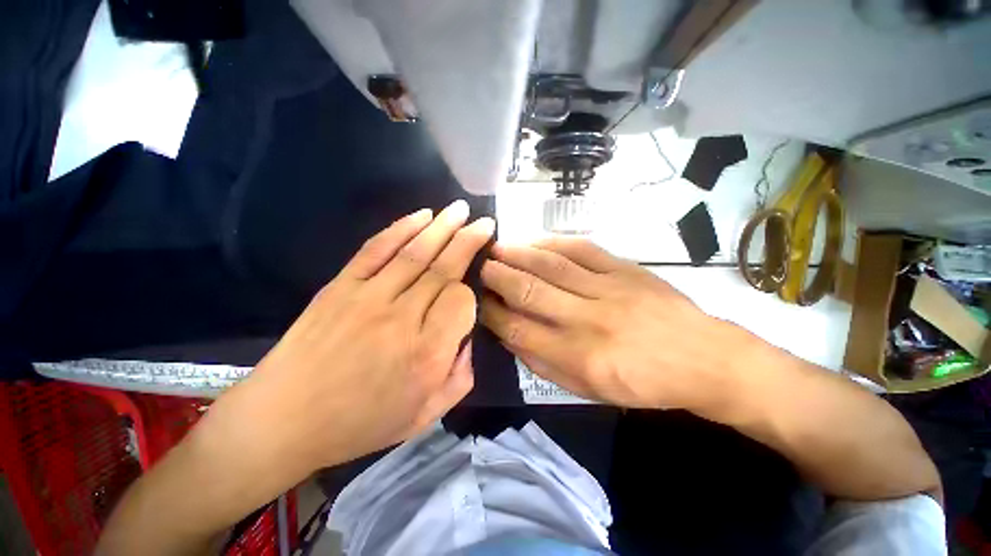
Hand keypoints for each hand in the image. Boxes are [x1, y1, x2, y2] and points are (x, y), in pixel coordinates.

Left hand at [217, 201, 493, 468]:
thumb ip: (460, 376)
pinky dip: (401, 228)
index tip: (466, 298)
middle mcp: (402, 319)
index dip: (470, 293)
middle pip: (444, 268)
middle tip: (485, 222)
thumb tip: (466, 338)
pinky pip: (376, 250)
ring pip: (416, 253)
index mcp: (426, 354)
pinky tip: (422, 215)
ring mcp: (368, 297)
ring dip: (443, 226)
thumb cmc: (360, 424)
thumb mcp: (426, 416)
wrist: (283, 422)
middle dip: (469, 240)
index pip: (461, 302)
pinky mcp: (340, 287)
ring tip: (461, 209)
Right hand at [480, 237, 747, 411]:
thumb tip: (511, 337)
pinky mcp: (626, 270)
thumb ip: (545, 365)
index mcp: (578, 357)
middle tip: (479, 266)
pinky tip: (535, 241)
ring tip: (497, 248)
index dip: (491, 314)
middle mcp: (587, 320)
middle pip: (529, 292)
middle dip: (497, 277)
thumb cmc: (643, 384)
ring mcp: (608, 289)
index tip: (478, 301)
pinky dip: (554, 243)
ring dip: (519, 254)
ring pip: (552, 265)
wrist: (703, 359)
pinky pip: (583, 250)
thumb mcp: (589, 391)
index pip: (518, 330)